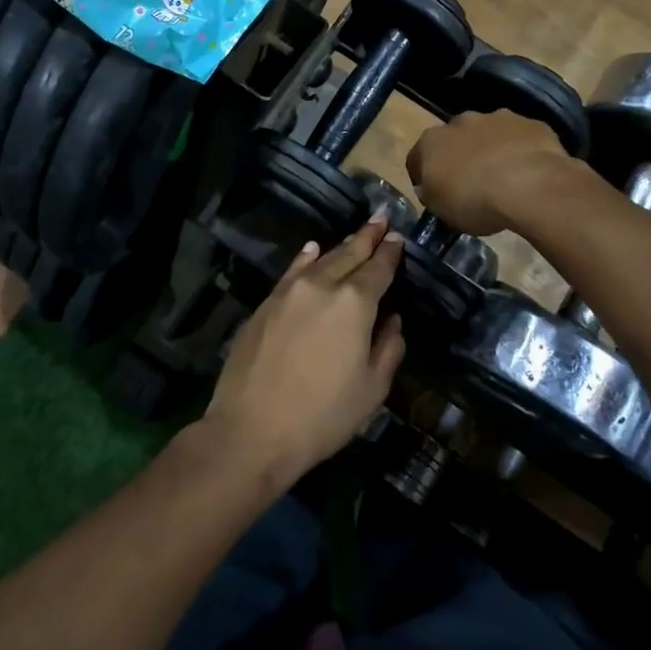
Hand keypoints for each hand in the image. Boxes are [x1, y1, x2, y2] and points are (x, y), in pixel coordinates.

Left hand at [200, 217, 406, 487]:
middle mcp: (322, 286)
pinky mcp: (266, 304)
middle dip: (367, 237)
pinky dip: (306, 258)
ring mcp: (290, 292)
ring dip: (341, 246)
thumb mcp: (372, 389)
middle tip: (381, 219)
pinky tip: (312, 249)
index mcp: (355, 303)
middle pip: (349, 254)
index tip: (397, 238)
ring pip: (321, 260)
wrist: (252, 430)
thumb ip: (388, 348)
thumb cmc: (323, 415)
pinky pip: (292, 271)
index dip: (390, 253)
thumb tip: (392, 320)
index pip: (378, 268)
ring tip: (355, 235)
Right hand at [407, 109, 574, 234]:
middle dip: (460, 156)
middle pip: (455, 140)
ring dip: (491, 150)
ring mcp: (498, 118)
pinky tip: (530, 172)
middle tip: (471, 184)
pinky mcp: (530, 124)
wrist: (530, 185)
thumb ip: (431, 193)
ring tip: (504, 178)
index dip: (423, 177)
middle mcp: (461, 122)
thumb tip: (429, 187)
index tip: (435, 194)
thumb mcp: (440, 209)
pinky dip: (521, 151)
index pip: (417, 158)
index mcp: (431, 141)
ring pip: (489, 134)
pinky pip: (521, 138)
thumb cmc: (474, 200)